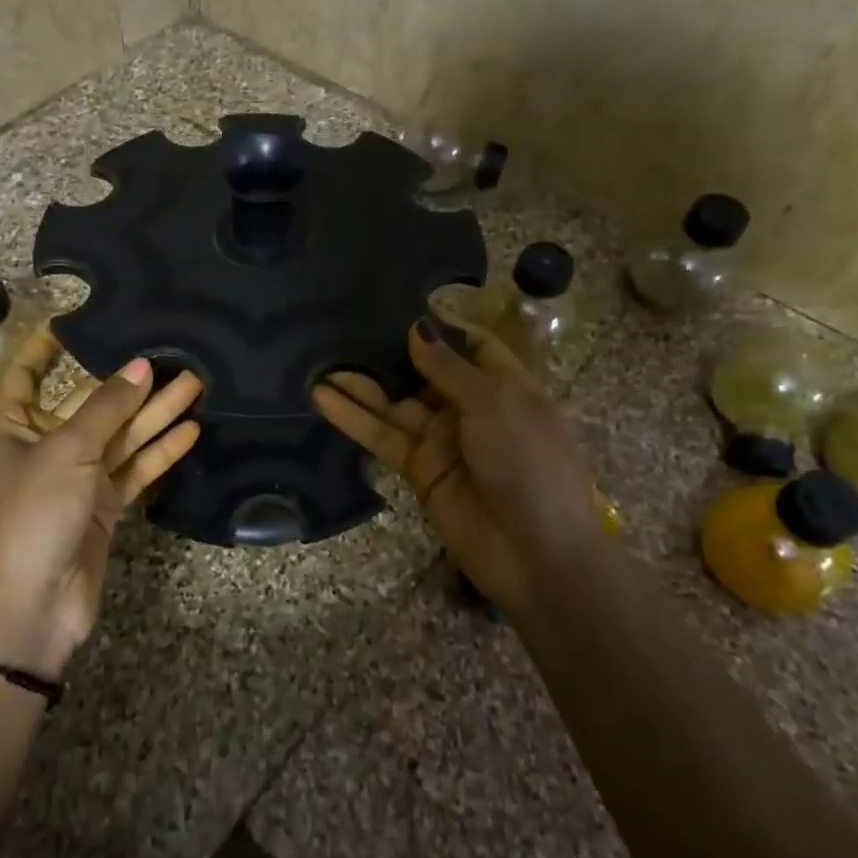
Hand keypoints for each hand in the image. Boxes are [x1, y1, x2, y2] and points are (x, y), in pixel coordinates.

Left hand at [0, 323, 202, 676]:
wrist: (31, 607)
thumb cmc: (32, 515)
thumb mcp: (66, 451)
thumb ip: (107, 408)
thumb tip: (140, 366)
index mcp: (12, 427)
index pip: (27, 373)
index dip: (46, 345)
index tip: (78, 316)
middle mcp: (44, 446)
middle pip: (91, 404)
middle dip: (129, 382)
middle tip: (173, 354)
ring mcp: (76, 478)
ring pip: (120, 436)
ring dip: (156, 413)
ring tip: (196, 384)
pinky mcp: (103, 507)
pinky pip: (134, 469)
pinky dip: (160, 452)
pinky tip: (192, 431)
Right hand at [313, 315, 609, 615]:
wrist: (536, 554)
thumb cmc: (529, 464)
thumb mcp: (496, 404)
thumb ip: (450, 367)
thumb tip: (417, 327)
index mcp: (506, 386)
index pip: (473, 345)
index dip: (442, 326)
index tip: (401, 303)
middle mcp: (472, 408)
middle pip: (426, 372)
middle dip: (392, 352)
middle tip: (346, 325)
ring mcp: (443, 440)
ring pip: (396, 404)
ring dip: (361, 385)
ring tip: (321, 361)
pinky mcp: (418, 469)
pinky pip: (383, 436)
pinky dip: (354, 418)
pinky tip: (323, 397)